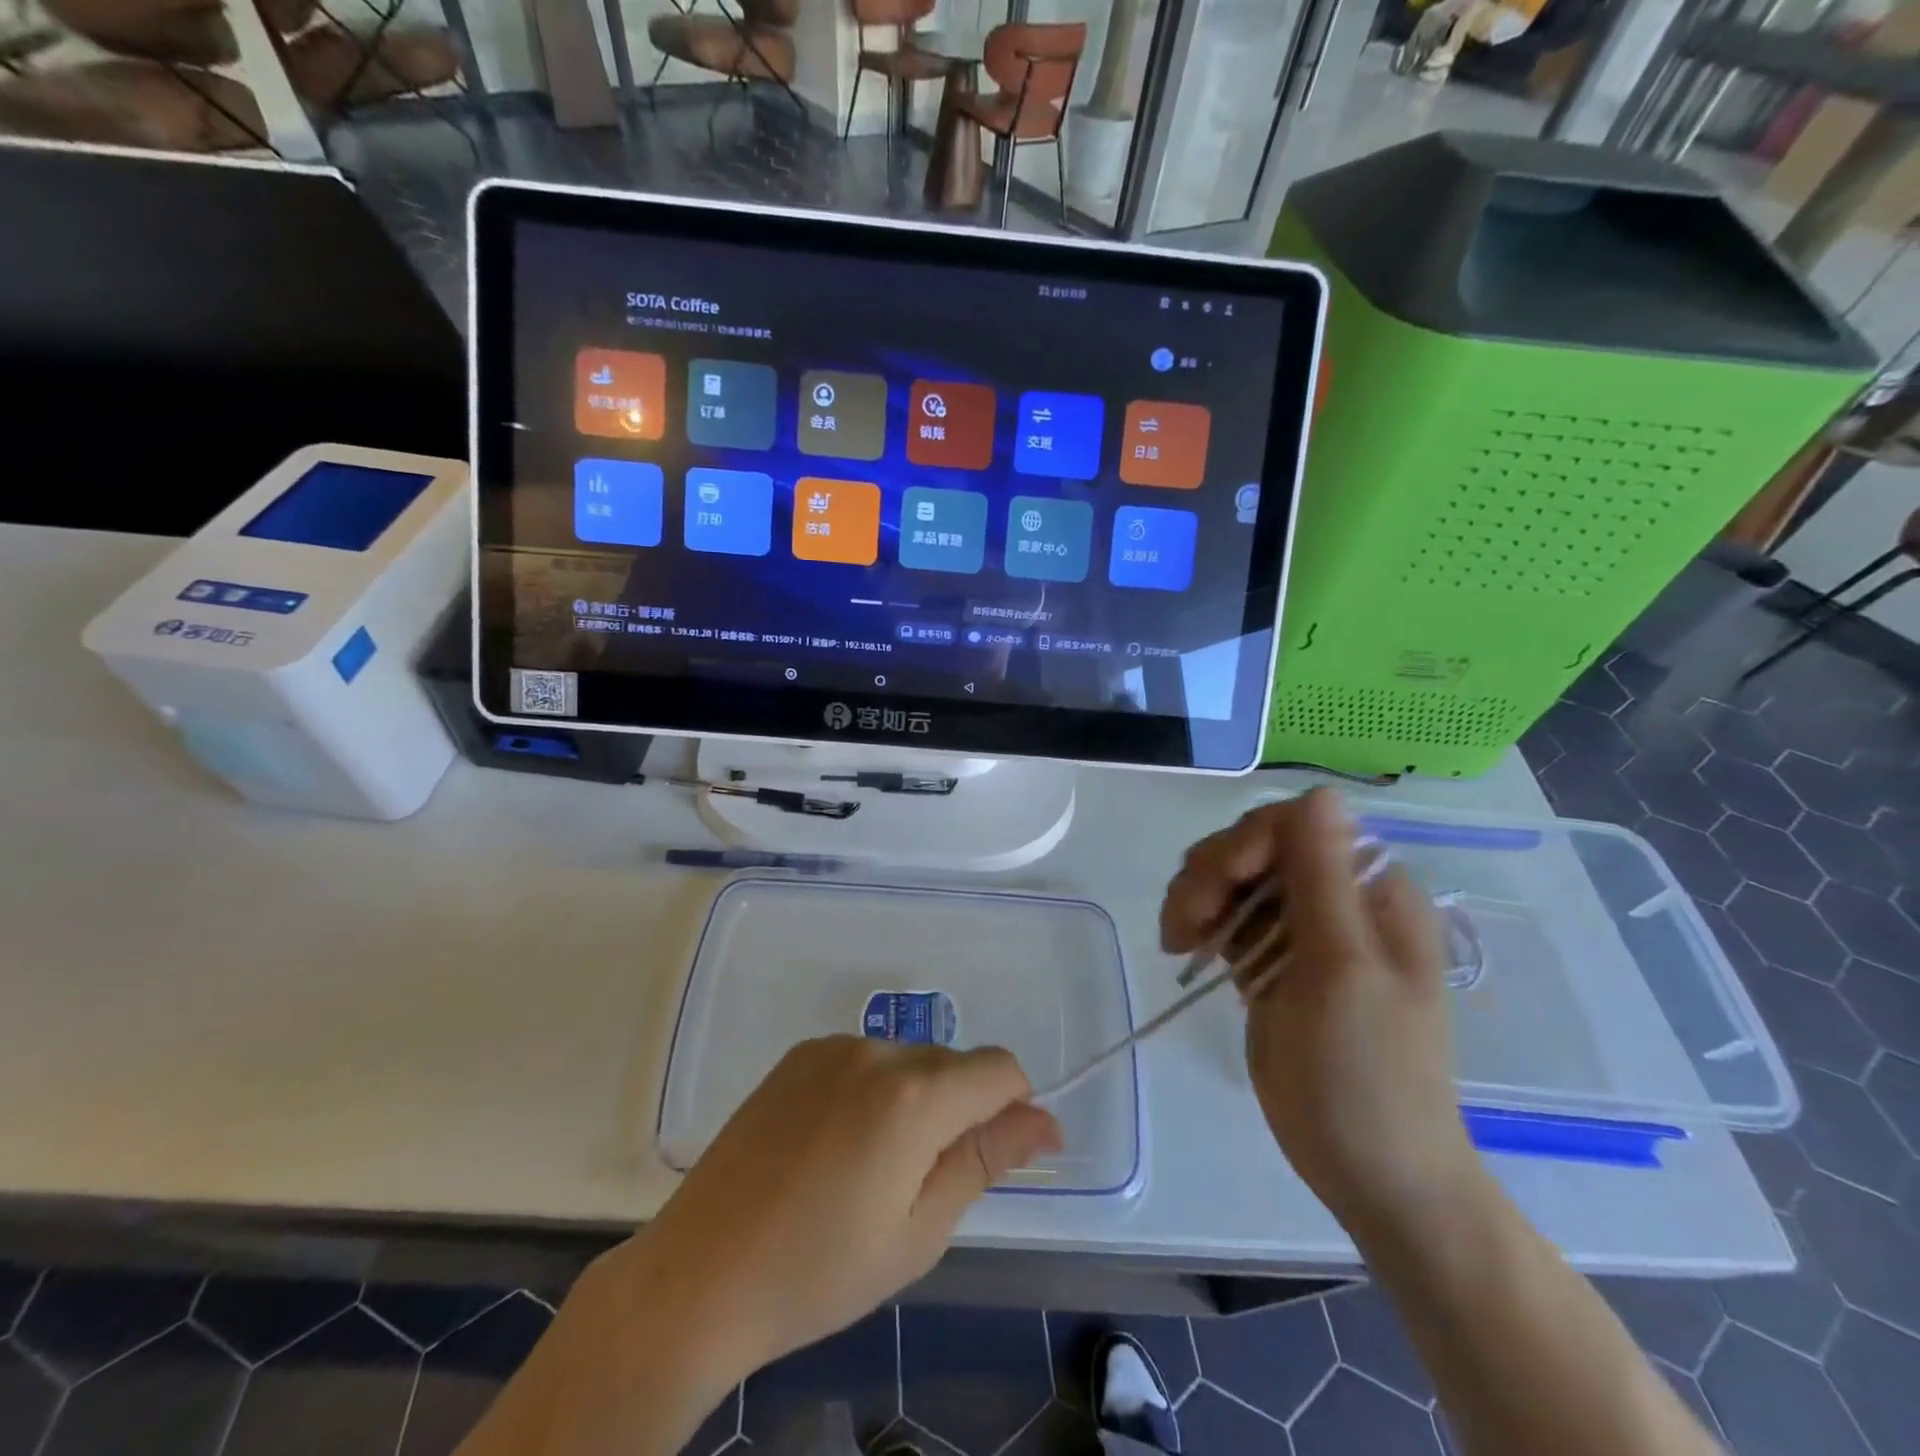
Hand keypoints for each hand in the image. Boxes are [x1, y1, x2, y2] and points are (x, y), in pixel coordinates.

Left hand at [640, 1036, 1060, 1374]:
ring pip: (909, 1060)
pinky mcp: (800, 1054)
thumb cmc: (820, 1271)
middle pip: (954, 1063)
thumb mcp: (919, 1231)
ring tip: (871, 1168)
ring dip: (916, 1099)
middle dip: (961, 1110)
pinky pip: (865, 1060)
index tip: (1002, 1155)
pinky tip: (836, 1145)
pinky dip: (874, 1090)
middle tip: (921, 1183)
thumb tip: (1044, 1121)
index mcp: (914, 1096)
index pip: (1000, 1068)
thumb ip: (986, 1160)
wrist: (699, 1274)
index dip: (1014, 1107)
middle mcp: (877, 1051)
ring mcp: (832, 1047)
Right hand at [1160, 788, 1481, 1232]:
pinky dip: (1198, 923)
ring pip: (1230, 879)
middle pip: (1255, 847)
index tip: (1220, 884)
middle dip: (1212, 873)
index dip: (1248, 840)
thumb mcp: (1344, 968)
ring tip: (1180, 942)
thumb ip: (1324, 876)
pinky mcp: (1269, 960)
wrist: (1370, 1171)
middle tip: (1186, 926)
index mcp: (1371, 890)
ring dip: (1196, 898)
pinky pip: (1224, 916)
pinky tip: (1185, 949)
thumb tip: (1322, 790)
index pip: (1296, 825)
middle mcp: (1335, 898)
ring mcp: (1299, 931)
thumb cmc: (1368, 1072)